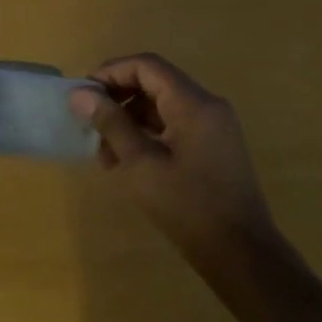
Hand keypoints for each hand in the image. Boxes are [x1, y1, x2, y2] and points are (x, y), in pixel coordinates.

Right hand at [68, 52, 279, 276]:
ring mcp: (214, 127)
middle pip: (155, 83)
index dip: (111, 73)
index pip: (146, 66)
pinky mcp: (214, 147)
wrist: (242, 256)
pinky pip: (175, 125)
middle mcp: (207, 106)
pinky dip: (148, 135)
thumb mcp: (141, 164)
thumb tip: (80, 94)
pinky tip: (128, 162)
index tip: (84, 95)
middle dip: (118, 99)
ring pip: (163, 106)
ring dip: (130, 120)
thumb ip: (111, 123)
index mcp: (193, 103)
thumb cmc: (188, 206)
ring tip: (104, 153)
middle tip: (90, 123)